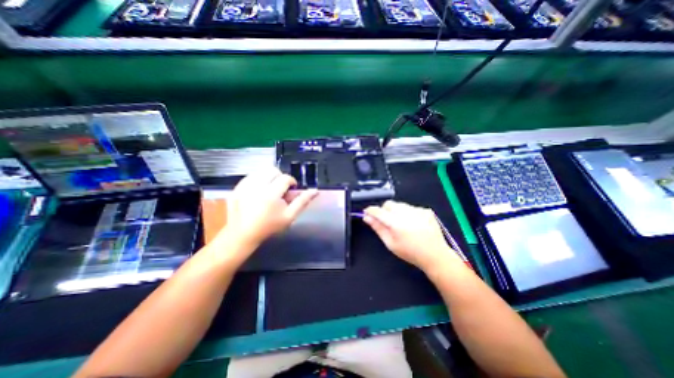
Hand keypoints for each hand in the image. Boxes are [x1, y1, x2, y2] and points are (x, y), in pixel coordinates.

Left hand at [219, 167, 318, 247]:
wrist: (242, 234)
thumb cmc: (269, 226)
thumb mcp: (289, 216)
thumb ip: (302, 202)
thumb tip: (315, 191)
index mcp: (271, 194)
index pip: (285, 178)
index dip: (291, 182)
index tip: (291, 189)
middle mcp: (256, 187)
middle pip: (272, 170)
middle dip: (279, 177)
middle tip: (280, 189)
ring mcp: (244, 186)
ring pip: (261, 171)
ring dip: (268, 178)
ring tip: (269, 190)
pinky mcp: (236, 187)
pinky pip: (250, 176)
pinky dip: (257, 180)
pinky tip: (258, 191)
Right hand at [364, 203, 463, 272]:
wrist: (435, 255)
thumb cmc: (410, 252)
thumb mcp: (390, 243)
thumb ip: (377, 228)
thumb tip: (367, 217)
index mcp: (395, 223)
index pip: (378, 211)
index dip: (370, 210)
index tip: (367, 212)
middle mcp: (406, 213)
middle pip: (388, 204)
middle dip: (384, 210)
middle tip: (387, 222)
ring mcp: (417, 210)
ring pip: (399, 204)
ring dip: (396, 211)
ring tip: (402, 224)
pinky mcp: (425, 210)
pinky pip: (411, 207)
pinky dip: (408, 213)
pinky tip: (413, 223)